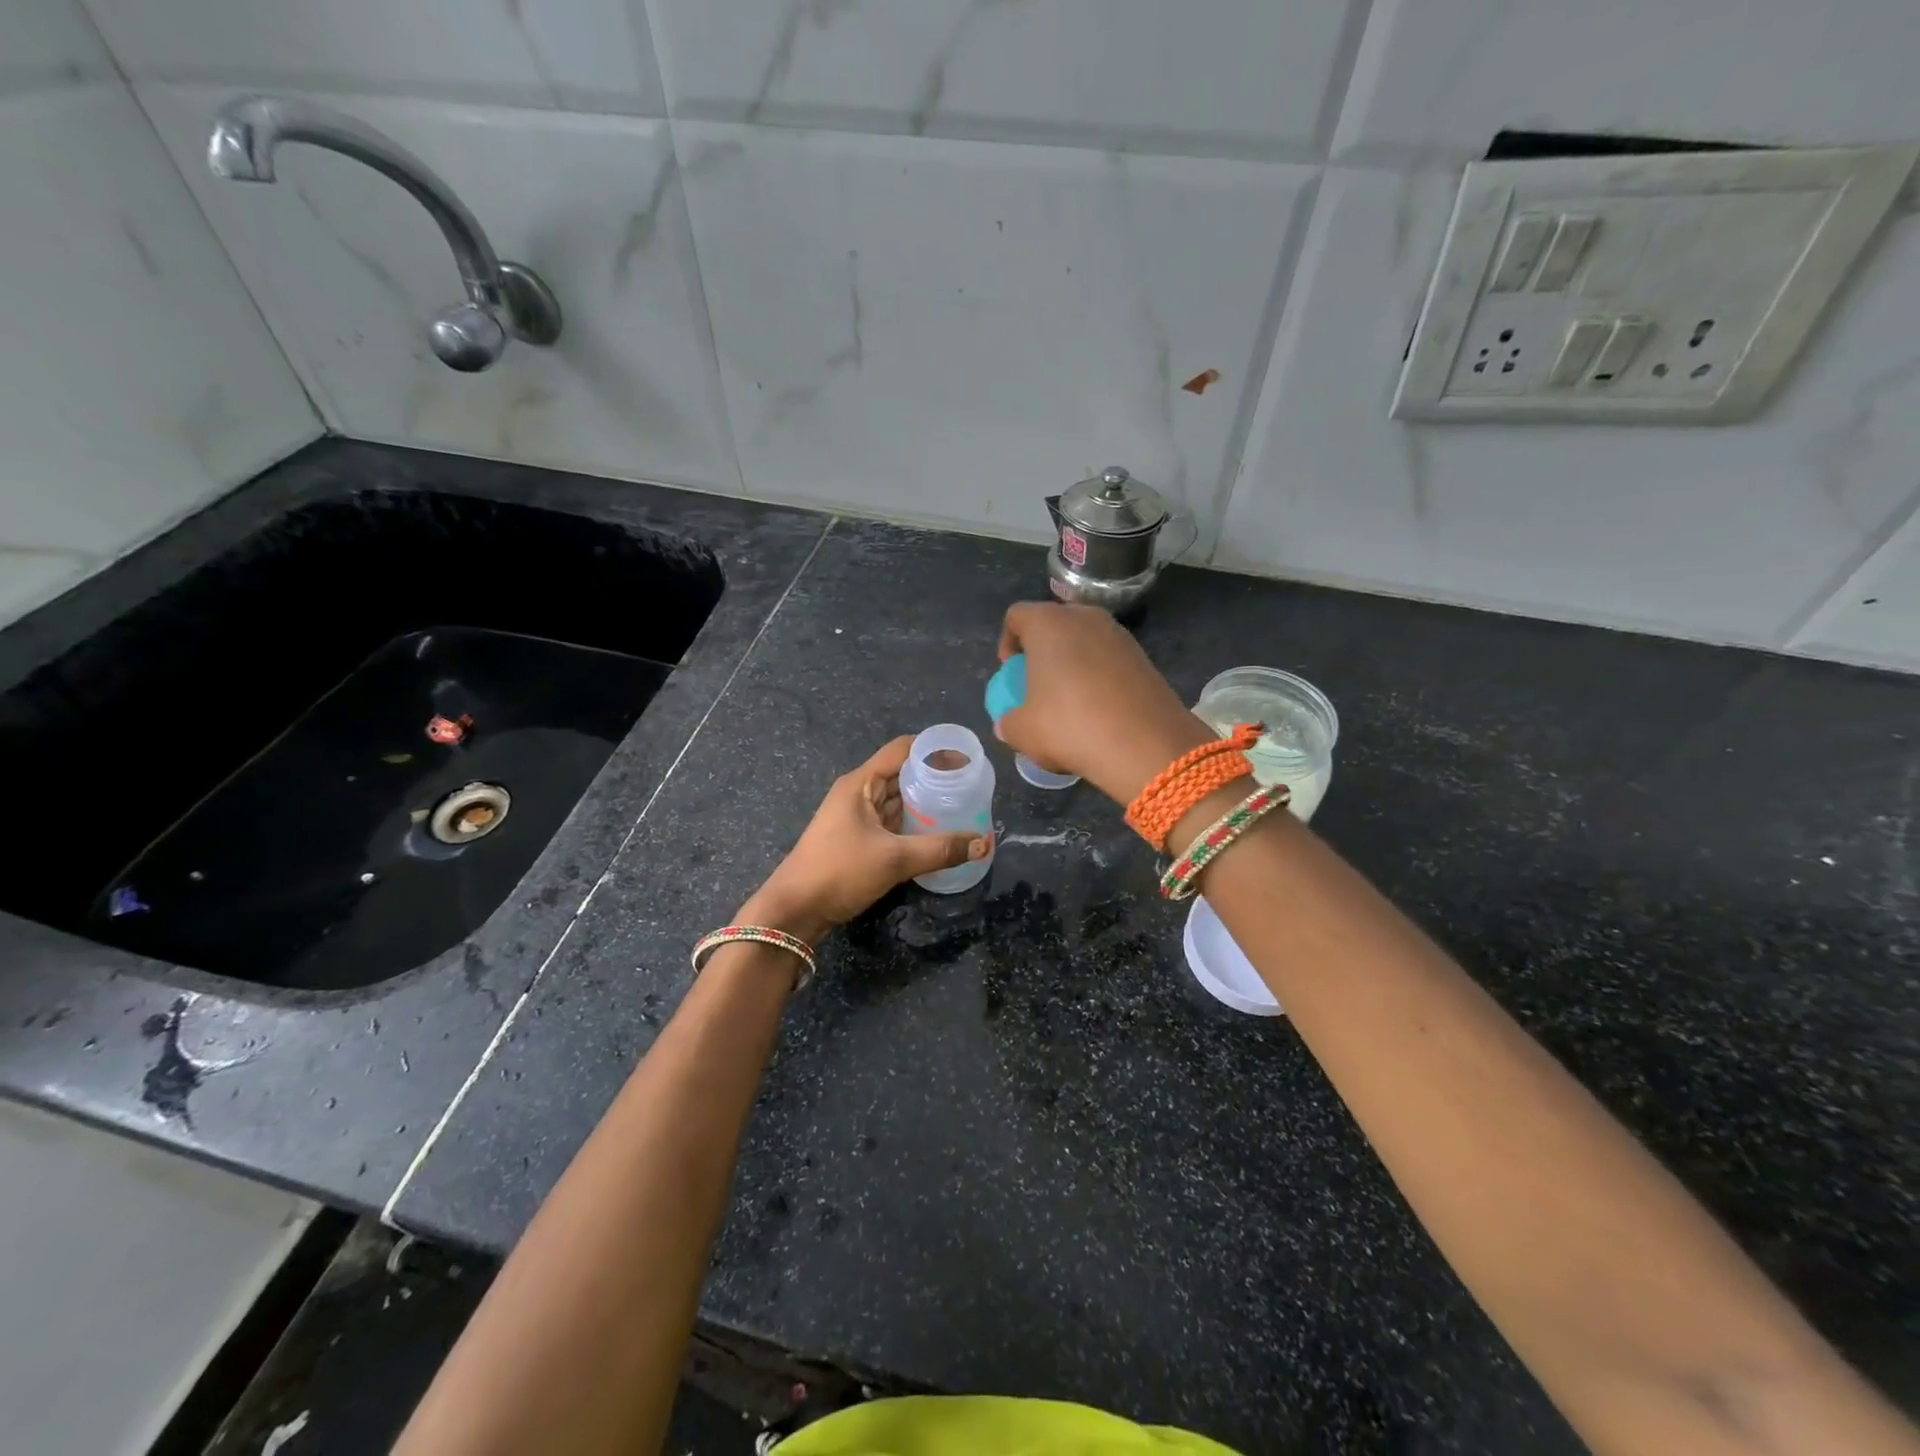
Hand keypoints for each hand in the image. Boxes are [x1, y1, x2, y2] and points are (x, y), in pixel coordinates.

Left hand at [740, 737, 991, 944]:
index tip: (967, 758)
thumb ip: (941, 849)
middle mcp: (859, 792)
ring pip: (898, 798)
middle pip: (902, 773)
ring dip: (926, 801)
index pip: (903, 749)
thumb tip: (984, 843)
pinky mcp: (857, 837)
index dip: (934, 749)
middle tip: (972, 786)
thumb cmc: (840, 872)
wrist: (795, 910)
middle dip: (935, 777)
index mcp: (861, 783)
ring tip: (963, 806)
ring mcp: (856, 815)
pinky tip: (938, 831)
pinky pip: (892, 820)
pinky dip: (914, 822)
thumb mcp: (894, 859)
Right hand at [994, 602, 1213, 803]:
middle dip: (1042, 650)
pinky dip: (1098, 675)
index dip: (1007, 641)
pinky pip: (1109, 658)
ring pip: (1084, 640)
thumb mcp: (1023, 732)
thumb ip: (1008, 723)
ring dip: (1072, 662)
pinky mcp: (1144, 656)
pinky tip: (1099, 709)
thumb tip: (1008, 725)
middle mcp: (1085, 618)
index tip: (1011, 672)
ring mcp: (1119, 635)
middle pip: (1054, 623)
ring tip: (1070, 700)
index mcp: (1048, 624)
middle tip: (1038, 684)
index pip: (1017, 615)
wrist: (1145, 745)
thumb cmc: (1070, 726)